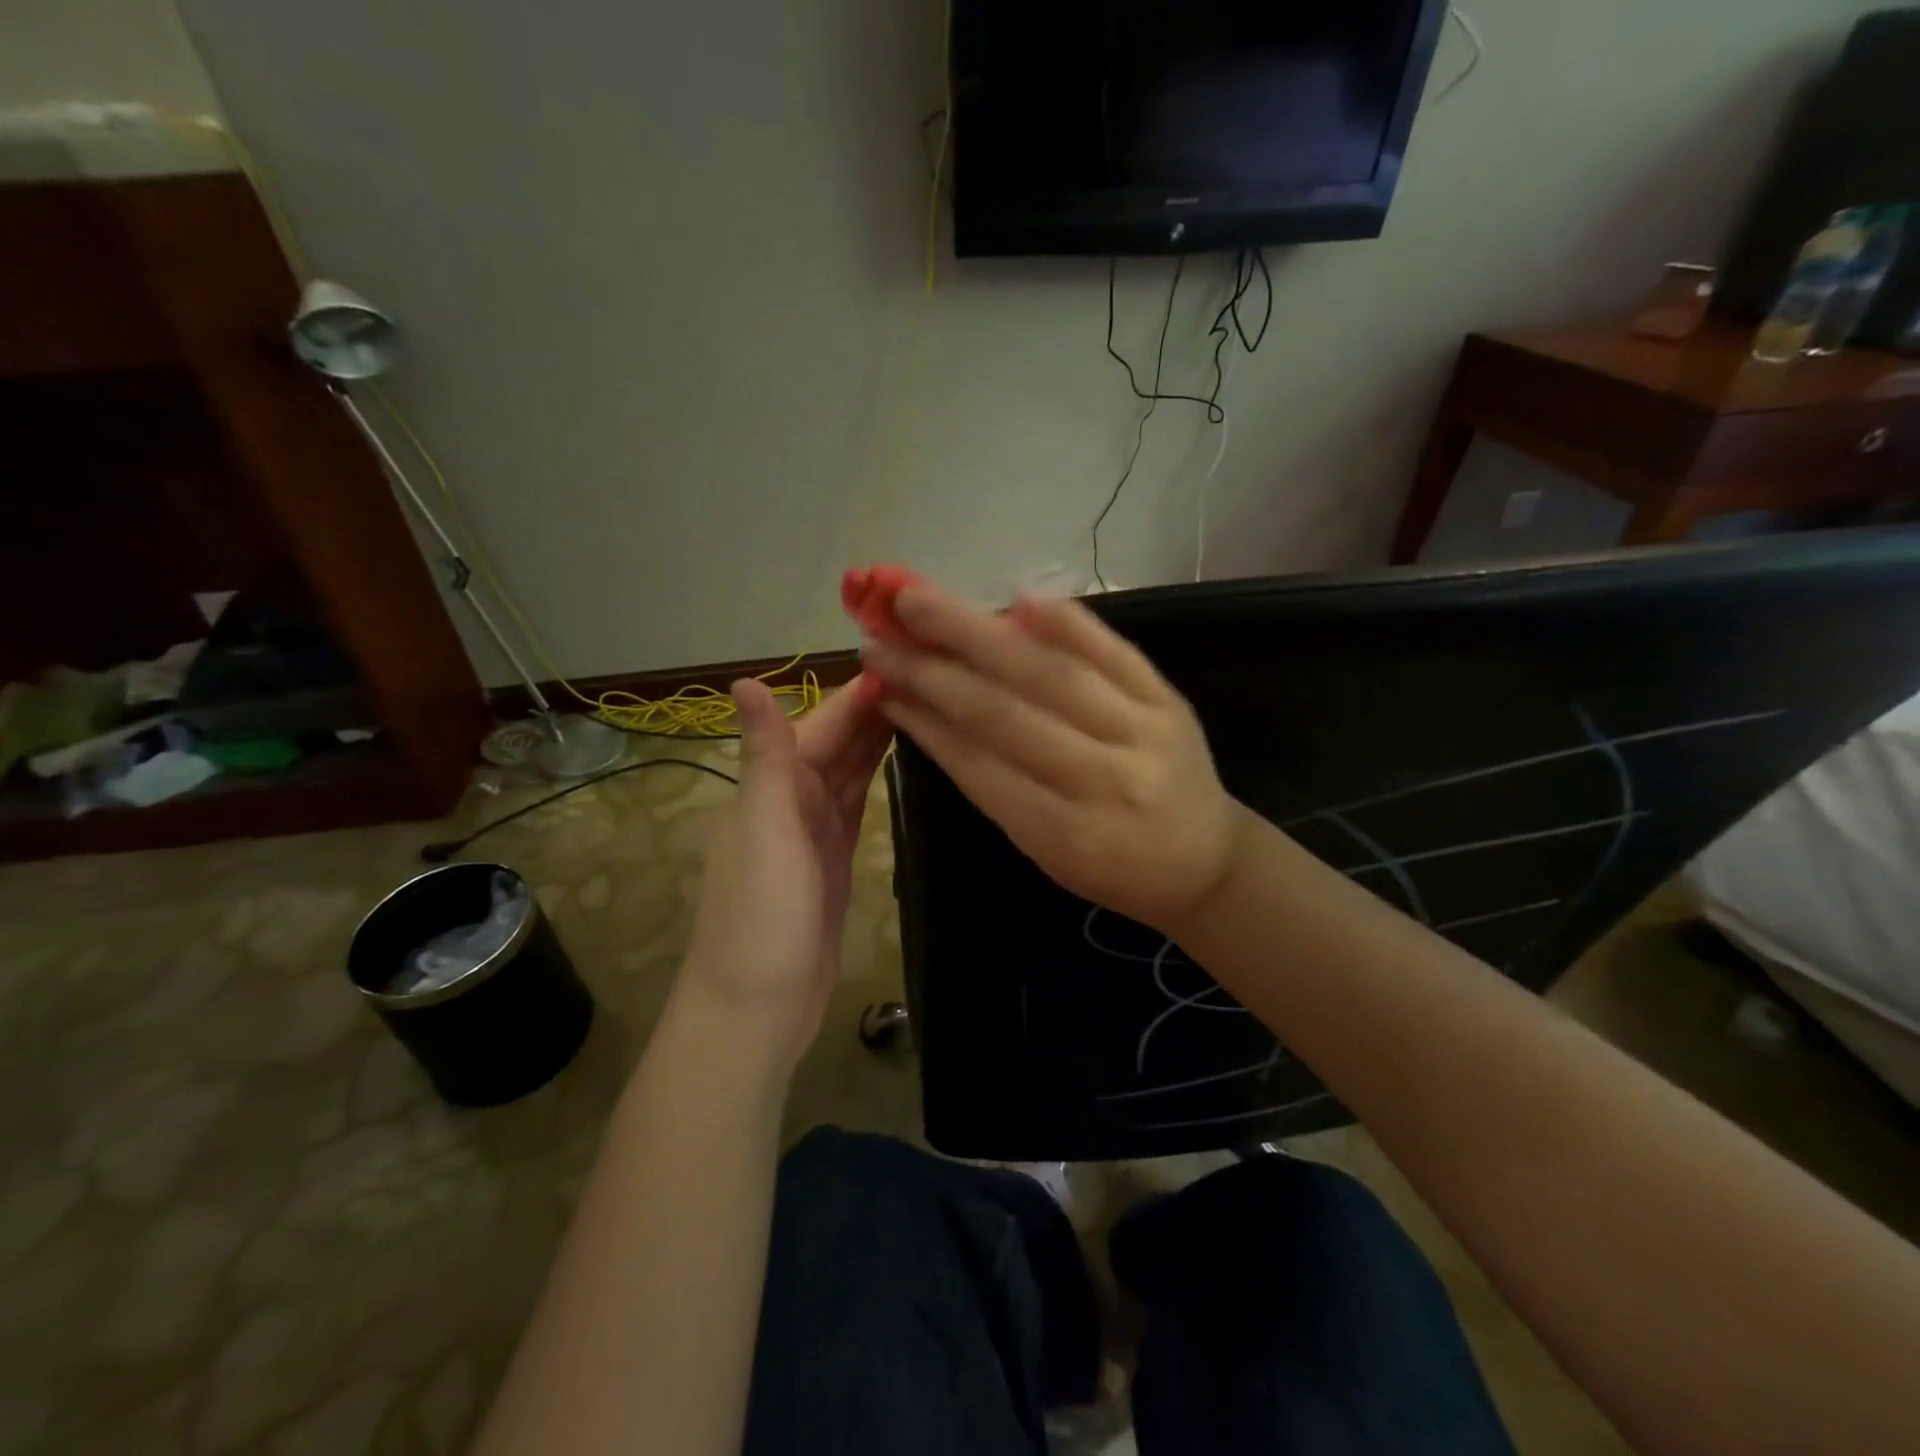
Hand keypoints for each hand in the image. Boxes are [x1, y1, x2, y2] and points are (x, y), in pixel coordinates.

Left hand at [679, 677, 892, 1073]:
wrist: (757, 1007)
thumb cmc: (760, 914)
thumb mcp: (764, 828)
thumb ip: (765, 755)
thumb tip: (743, 679)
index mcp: (775, 785)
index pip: (824, 722)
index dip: (861, 690)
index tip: (909, 654)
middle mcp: (794, 799)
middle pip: (841, 741)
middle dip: (878, 707)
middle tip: (937, 675)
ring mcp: (817, 831)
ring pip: (852, 770)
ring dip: (882, 737)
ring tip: (931, 705)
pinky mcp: (837, 861)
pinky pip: (859, 805)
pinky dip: (877, 779)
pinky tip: (903, 761)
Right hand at [858, 583, 1243, 935]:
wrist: (1207, 863)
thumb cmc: (1111, 867)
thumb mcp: (1042, 849)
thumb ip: (987, 782)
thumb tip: (923, 706)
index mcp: (1064, 834)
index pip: (978, 764)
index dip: (923, 716)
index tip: (877, 677)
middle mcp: (1104, 781)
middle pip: (1006, 712)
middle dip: (935, 668)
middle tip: (881, 631)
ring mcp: (1143, 732)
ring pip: (1050, 674)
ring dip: (979, 633)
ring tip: (921, 600)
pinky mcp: (1169, 700)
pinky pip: (1114, 652)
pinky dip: (1065, 622)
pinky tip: (1018, 598)